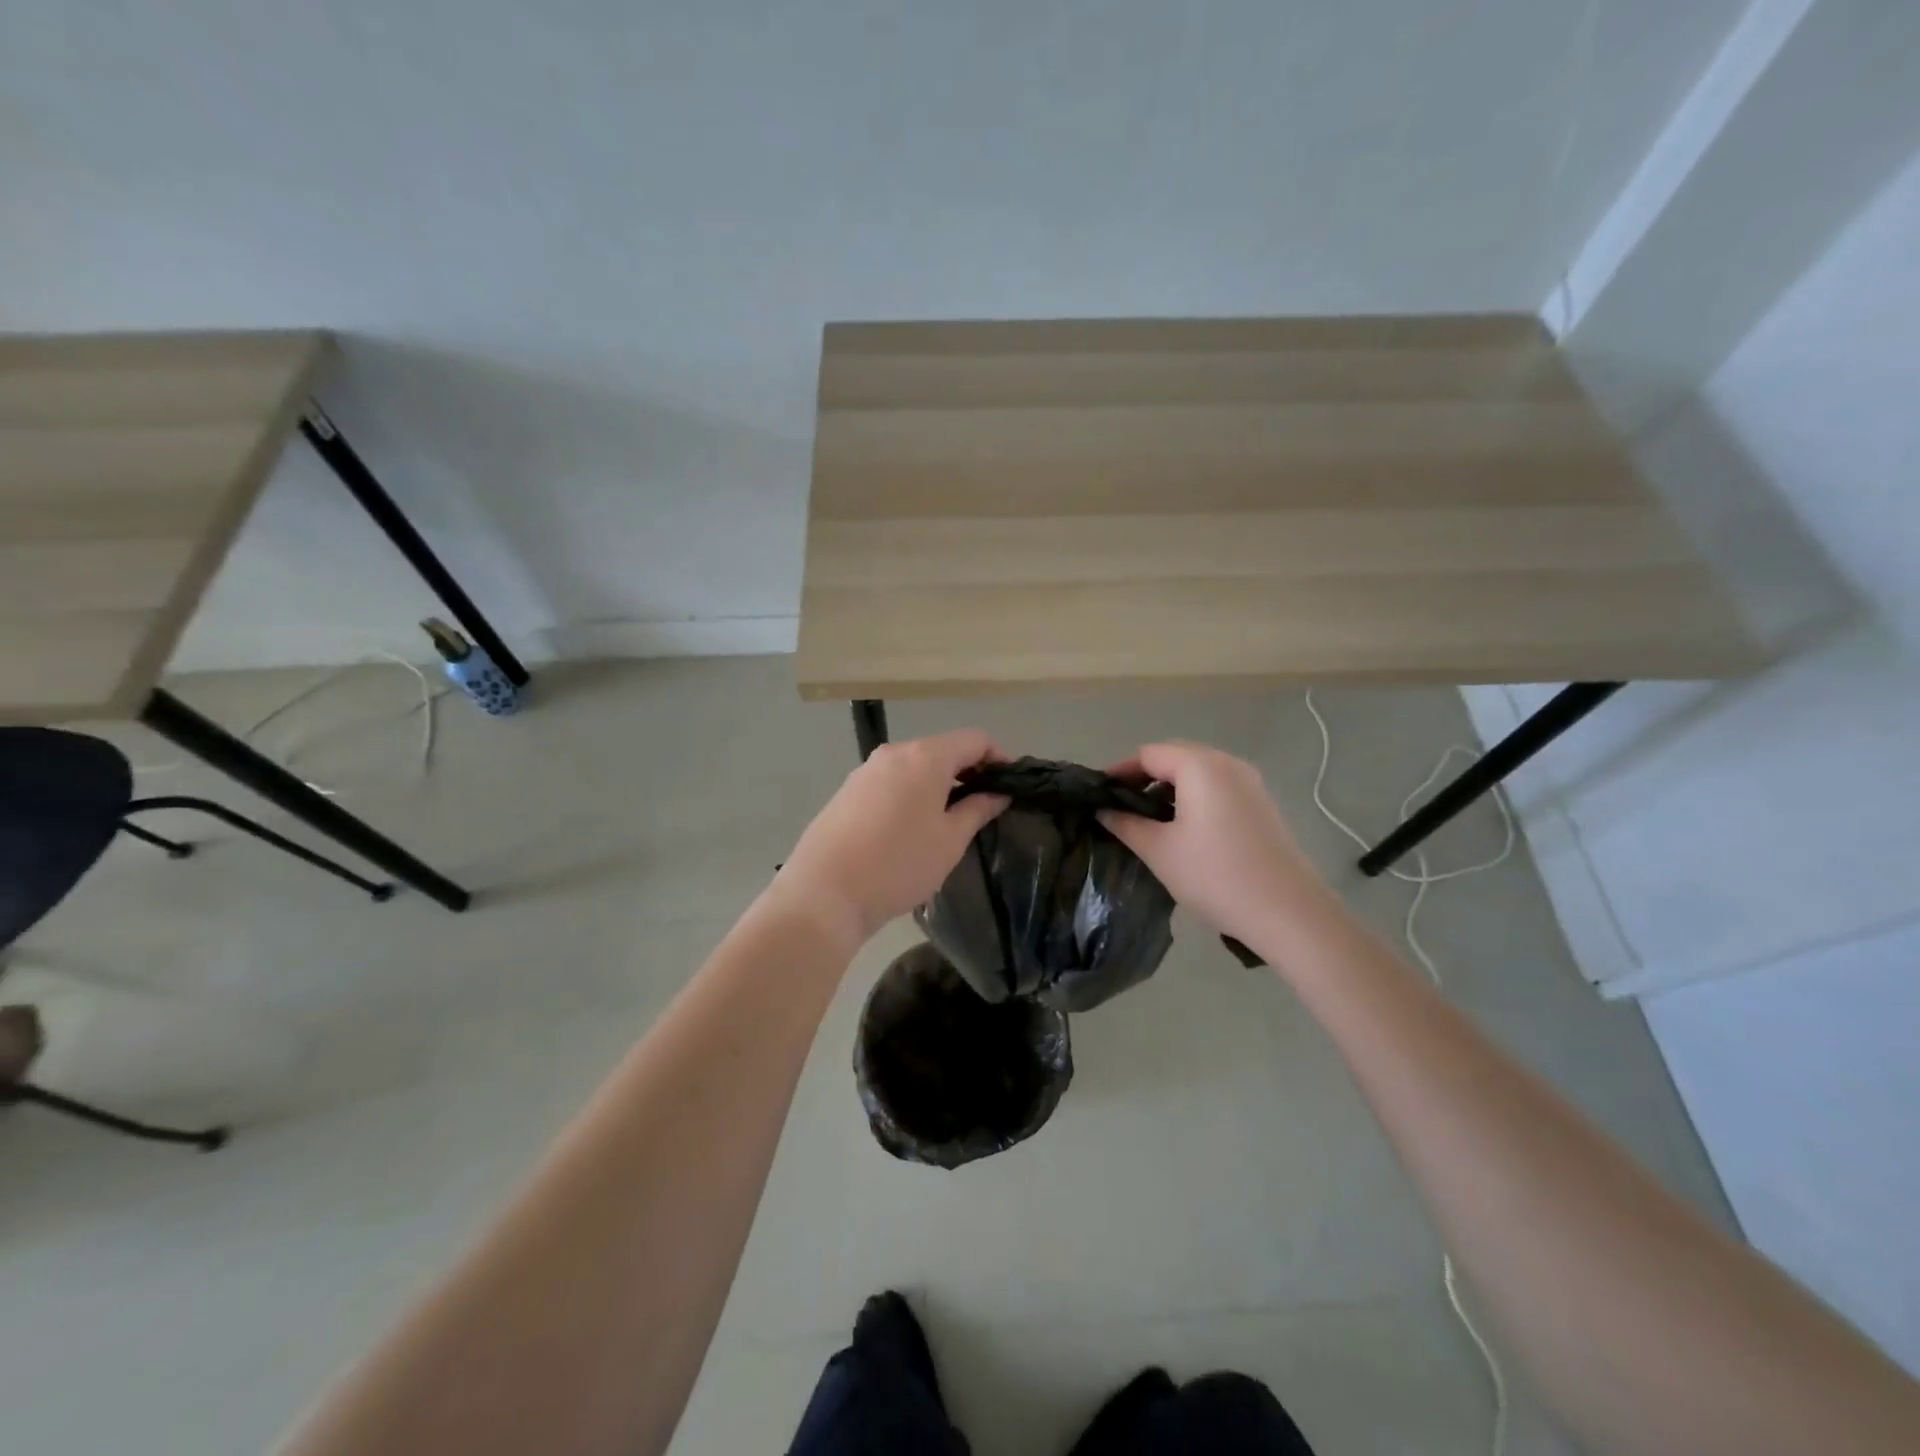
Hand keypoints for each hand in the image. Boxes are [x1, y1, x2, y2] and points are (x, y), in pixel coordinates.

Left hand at [771, 729, 1009, 948]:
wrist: (824, 892)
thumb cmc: (898, 864)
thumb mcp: (950, 840)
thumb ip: (978, 809)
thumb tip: (998, 793)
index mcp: (924, 757)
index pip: (974, 739)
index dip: (998, 757)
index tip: (1009, 786)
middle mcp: (893, 753)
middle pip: (942, 749)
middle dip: (967, 772)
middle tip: (984, 807)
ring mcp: (865, 770)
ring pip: (914, 767)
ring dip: (938, 784)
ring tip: (949, 820)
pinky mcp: (847, 792)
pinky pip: (891, 782)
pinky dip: (911, 794)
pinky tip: (910, 829)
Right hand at [1098, 741, 1331, 942]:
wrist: (1288, 912)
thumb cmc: (1215, 875)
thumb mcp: (1159, 851)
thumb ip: (1126, 824)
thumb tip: (1104, 811)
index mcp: (1200, 766)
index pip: (1148, 754)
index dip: (1120, 771)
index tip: (1099, 795)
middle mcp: (1227, 763)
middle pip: (1175, 756)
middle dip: (1145, 777)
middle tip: (1121, 806)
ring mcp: (1250, 782)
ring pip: (1198, 772)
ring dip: (1170, 787)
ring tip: (1149, 819)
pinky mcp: (1262, 804)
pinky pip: (1218, 787)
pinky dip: (1194, 797)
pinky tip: (1185, 828)